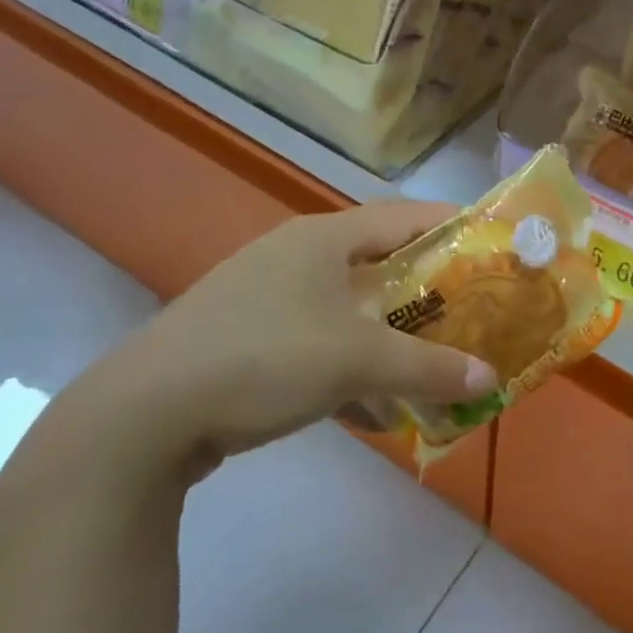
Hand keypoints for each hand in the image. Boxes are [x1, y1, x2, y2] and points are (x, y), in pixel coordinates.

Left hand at [57, 202, 498, 484]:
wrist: (142, 416)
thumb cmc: (264, 358)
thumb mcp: (357, 361)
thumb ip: (428, 367)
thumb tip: (490, 380)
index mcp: (323, 237)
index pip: (404, 215)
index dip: (450, 225)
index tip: (490, 243)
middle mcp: (295, 254)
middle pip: (378, 261)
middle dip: (424, 288)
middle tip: (468, 307)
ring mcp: (264, 295)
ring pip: (347, 306)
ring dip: (387, 334)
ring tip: (426, 360)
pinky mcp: (243, 336)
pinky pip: (315, 340)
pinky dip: (348, 364)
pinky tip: (369, 408)